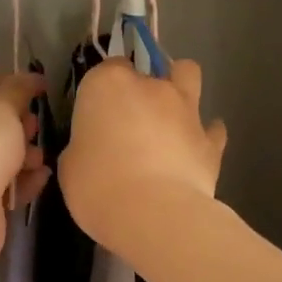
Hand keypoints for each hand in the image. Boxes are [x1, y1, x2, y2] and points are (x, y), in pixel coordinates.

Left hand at [0, 73, 49, 266]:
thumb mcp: (3, 106)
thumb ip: (19, 89)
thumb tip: (31, 78)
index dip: (12, 86)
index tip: (41, 89)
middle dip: (20, 126)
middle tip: (35, 128)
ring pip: (0, 157)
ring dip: (25, 156)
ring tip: (37, 160)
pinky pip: (5, 185)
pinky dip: (23, 181)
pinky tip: (40, 178)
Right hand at [59, 58, 226, 255]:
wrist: (153, 214)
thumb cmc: (97, 186)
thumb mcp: (70, 165)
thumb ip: (84, 145)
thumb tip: (93, 148)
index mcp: (108, 84)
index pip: (107, 68)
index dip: (103, 90)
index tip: (97, 115)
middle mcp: (151, 87)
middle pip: (149, 70)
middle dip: (142, 88)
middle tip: (132, 121)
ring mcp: (186, 109)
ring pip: (188, 75)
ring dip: (180, 89)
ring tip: (170, 117)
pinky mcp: (211, 140)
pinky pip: (211, 129)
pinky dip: (205, 135)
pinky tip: (195, 151)